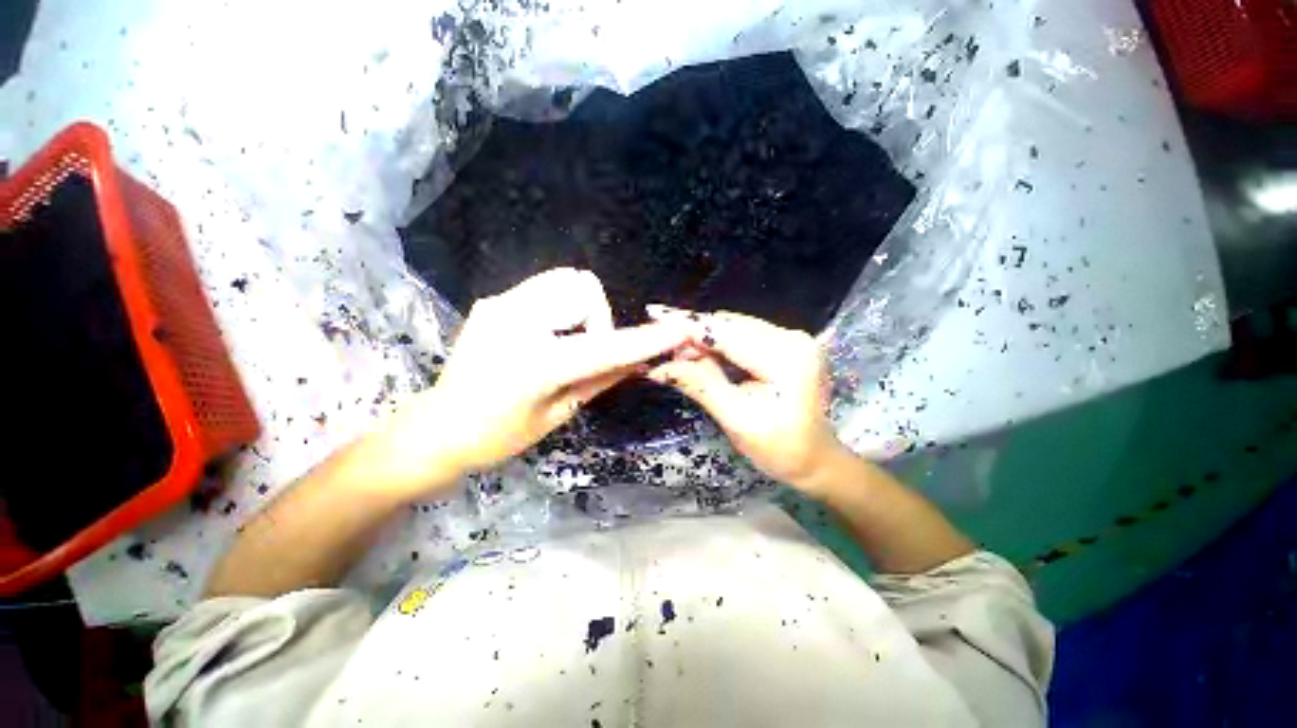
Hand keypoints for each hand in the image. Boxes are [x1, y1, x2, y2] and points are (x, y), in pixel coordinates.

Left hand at [366, 269, 688, 496]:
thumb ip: (602, 379)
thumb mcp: (560, 413)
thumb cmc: (499, 436)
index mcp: (535, 363)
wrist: (438, 428)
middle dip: (599, 318)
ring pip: (566, 280)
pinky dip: (562, 306)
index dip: (645, 339)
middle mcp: (516, 322)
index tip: (679, 330)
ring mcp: (500, 304)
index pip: (606, 346)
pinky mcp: (493, 301)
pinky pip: (545, 288)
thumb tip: (641, 360)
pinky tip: (547, 334)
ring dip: (582, 309)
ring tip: (568, 341)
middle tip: (588, 350)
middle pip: (584, 288)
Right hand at [644, 307, 847, 488]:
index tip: (655, 314)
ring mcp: (792, 338)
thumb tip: (660, 367)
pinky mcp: (786, 344)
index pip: (728, 334)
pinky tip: (700, 354)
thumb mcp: (736, 419)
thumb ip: (700, 385)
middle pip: (731, 326)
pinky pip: (744, 336)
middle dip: (693, 334)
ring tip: (677, 354)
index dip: (688, 325)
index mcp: (786, 358)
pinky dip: (719, 344)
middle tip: (662, 348)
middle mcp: (793, 338)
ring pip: (735, 328)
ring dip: (704, 339)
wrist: (814, 459)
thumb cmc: (779, 448)